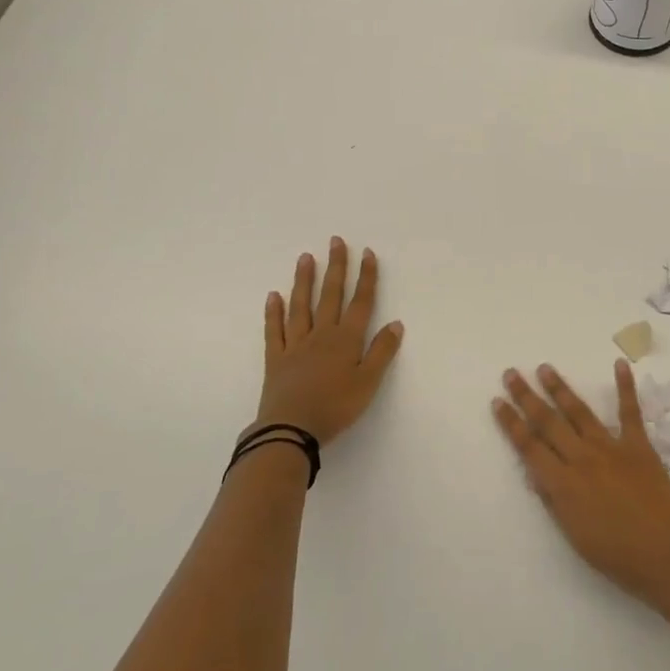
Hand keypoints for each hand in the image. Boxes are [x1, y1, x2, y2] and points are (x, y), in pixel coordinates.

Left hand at [257, 238, 403, 445]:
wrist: (291, 430)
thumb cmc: (335, 407)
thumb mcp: (368, 382)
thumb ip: (382, 351)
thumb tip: (396, 323)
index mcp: (346, 339)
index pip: (360, 302)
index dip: (366, 277)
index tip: (367, 253)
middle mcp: (321, 335)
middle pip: (330, 295)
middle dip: (336, 267)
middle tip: (336, 241)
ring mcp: (296, 345)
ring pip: (301, 306)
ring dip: (304, 281)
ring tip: (306, 257)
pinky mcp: (276, 359)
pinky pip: (274, 331)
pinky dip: (273, 313)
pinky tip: (273, 296)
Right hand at [493, 360, 669, 613]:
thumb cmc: (619, 558)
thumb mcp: (575, 536)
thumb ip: (554, 501)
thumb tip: (535, 473)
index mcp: (563, 485)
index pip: (529, 447)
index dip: (511, 423)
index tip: (497, 401)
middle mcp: (583, 459)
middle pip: (548, 422)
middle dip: (527, 397)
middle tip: (512, 373)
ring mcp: (612, 448)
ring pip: (579, 412)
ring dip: (560, 388)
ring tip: (545, 368)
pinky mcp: (639, 446)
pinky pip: (630, 412)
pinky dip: (625, 387)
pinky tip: (620, 364)